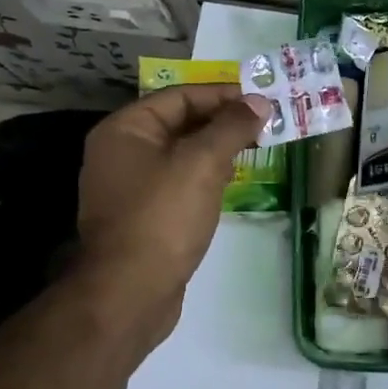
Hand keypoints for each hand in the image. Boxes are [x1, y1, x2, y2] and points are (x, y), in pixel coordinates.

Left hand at [71, 83, 273, 345]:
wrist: (129, 293)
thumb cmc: (163, 217)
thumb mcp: (202, 163)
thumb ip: (232, 127)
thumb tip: (258, 102)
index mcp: (125, 130)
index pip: (180, 97)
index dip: (223, 95)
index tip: (262, 101)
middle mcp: (121, 152)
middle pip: (180, 123)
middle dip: (223, 122)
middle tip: (266, 125)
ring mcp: (129, 187)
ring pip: (181, 154)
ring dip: (217, 149)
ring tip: (257, 149)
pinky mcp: (142, 216)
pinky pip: (177, 182)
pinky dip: (204, 176)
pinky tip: (230, 182)